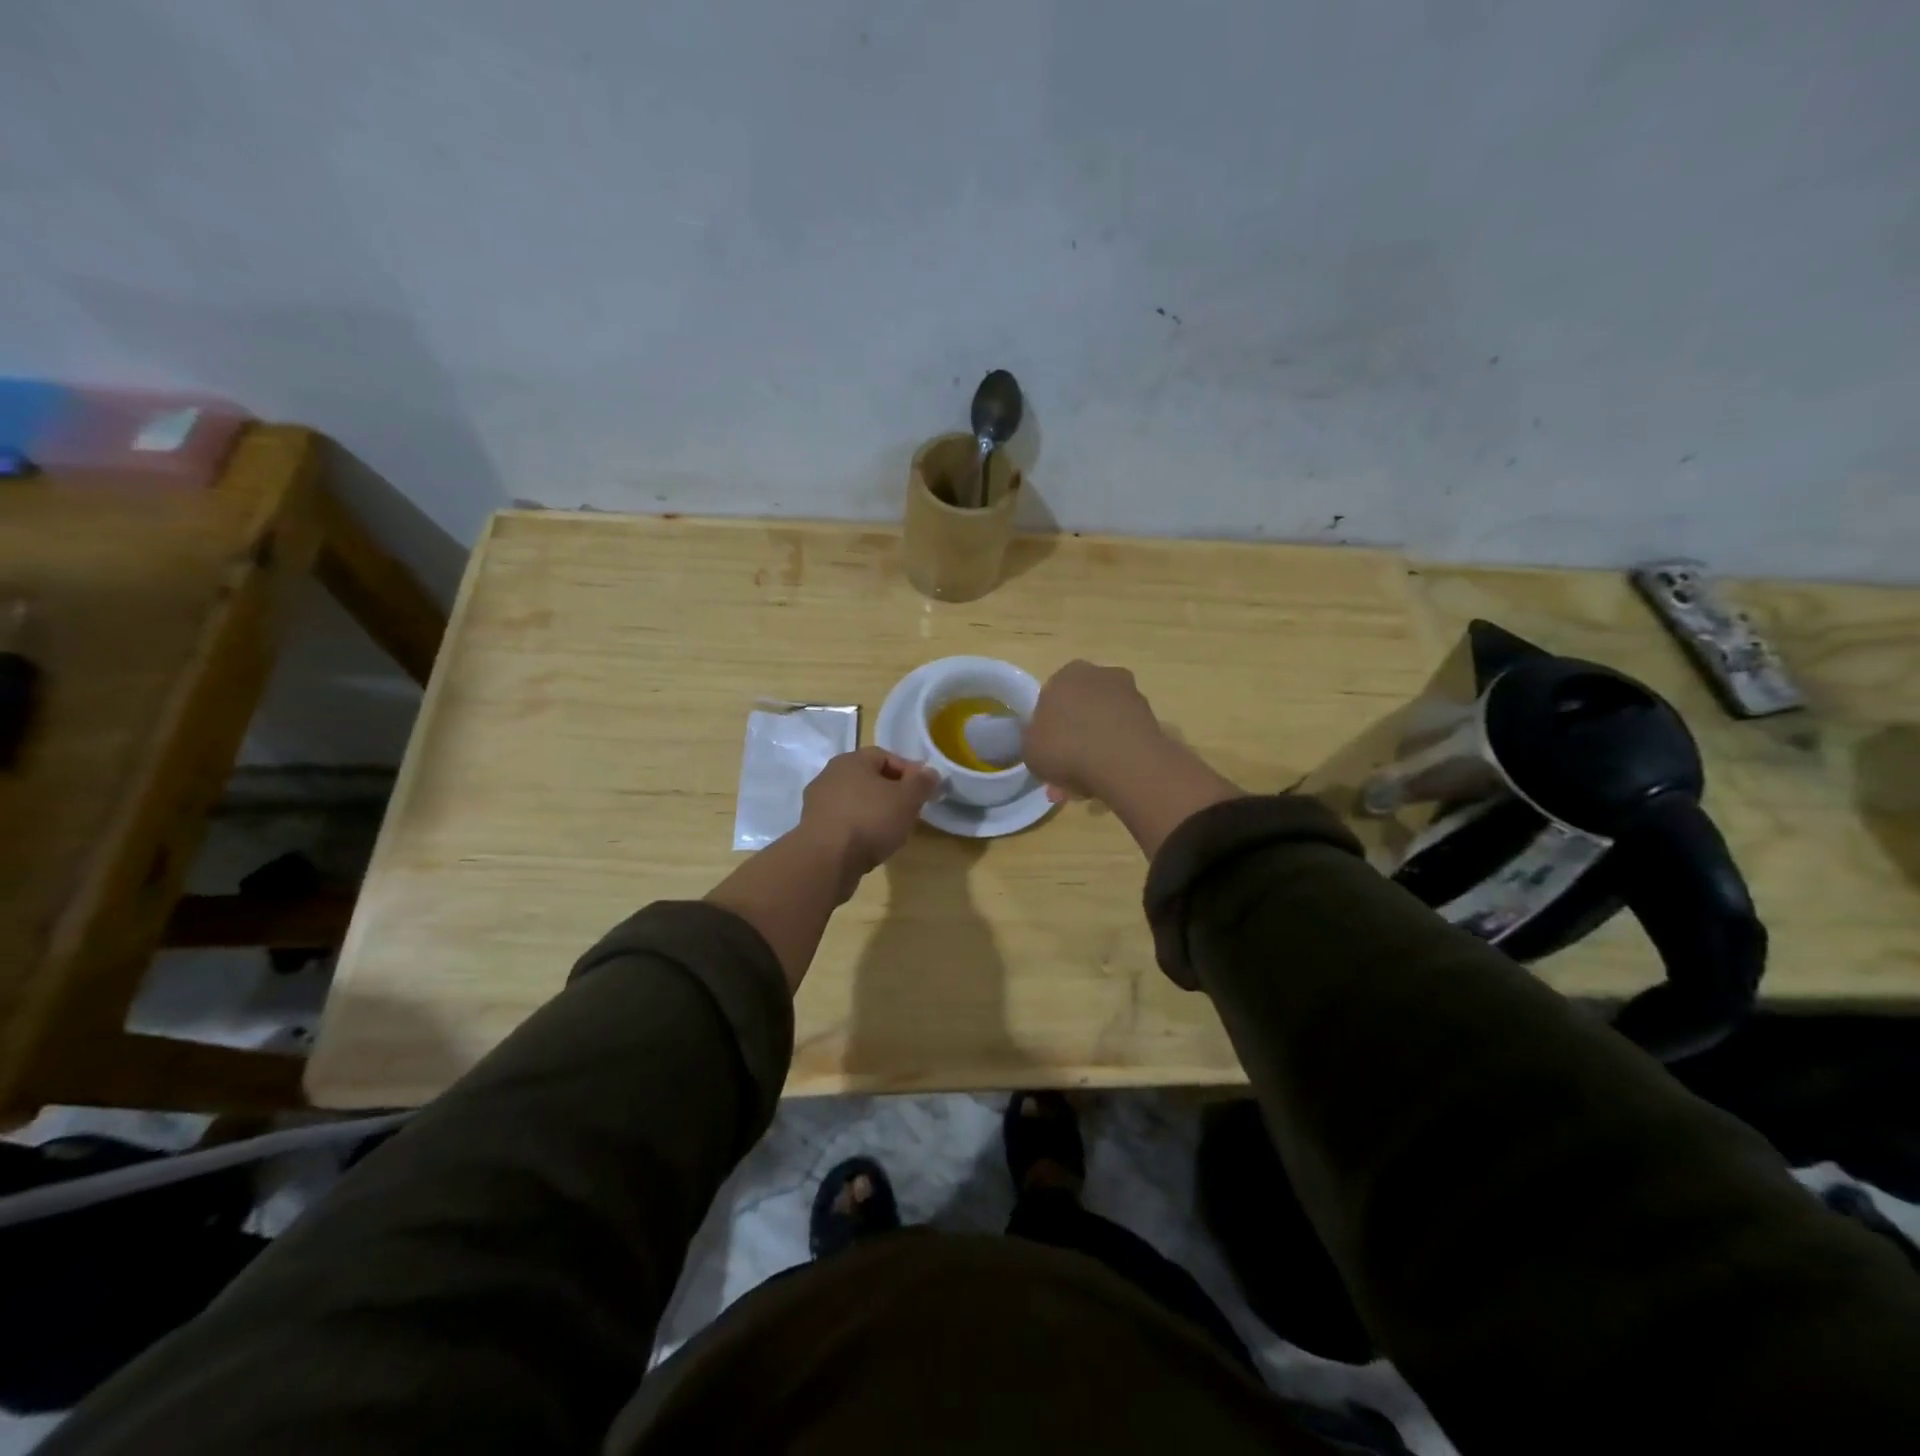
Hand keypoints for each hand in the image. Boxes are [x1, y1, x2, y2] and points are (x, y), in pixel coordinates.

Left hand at [798, 747, 941, 895]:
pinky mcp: (812, 829)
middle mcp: (830, 775)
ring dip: (875, 812)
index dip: (909, 770)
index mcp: (851, 760)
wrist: (825, 860)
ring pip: (856, 801)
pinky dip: (859, 829)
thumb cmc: (870, 820)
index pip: (885, 755)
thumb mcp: (907, 799)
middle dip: (892, 792)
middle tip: (910, 810)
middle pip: (869, 778)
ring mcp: (817, 803)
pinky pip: (844, 822)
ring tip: (892, 831)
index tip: (924, 791)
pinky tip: (870, 845)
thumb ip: (922, 782)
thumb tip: (930, 773)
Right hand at [1025, 660, 1167, 802]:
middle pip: (1081, 709)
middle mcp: (1101, 675)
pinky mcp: (1152, 718)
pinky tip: (1110, 781)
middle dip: (1074, 740)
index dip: (1048, 725)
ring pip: (1104, 725)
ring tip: (1089, 786)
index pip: (1052, 696)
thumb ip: (1034, 740)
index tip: (1048, 750)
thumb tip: (1043, 741)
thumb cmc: (1066, 748)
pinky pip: (1124, 738)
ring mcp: (1131, 694)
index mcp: (1067, 674)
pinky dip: (1116, 756)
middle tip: (1066, 774)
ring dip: (1096, 750)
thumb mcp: (1030, 749)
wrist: (1123, 763)